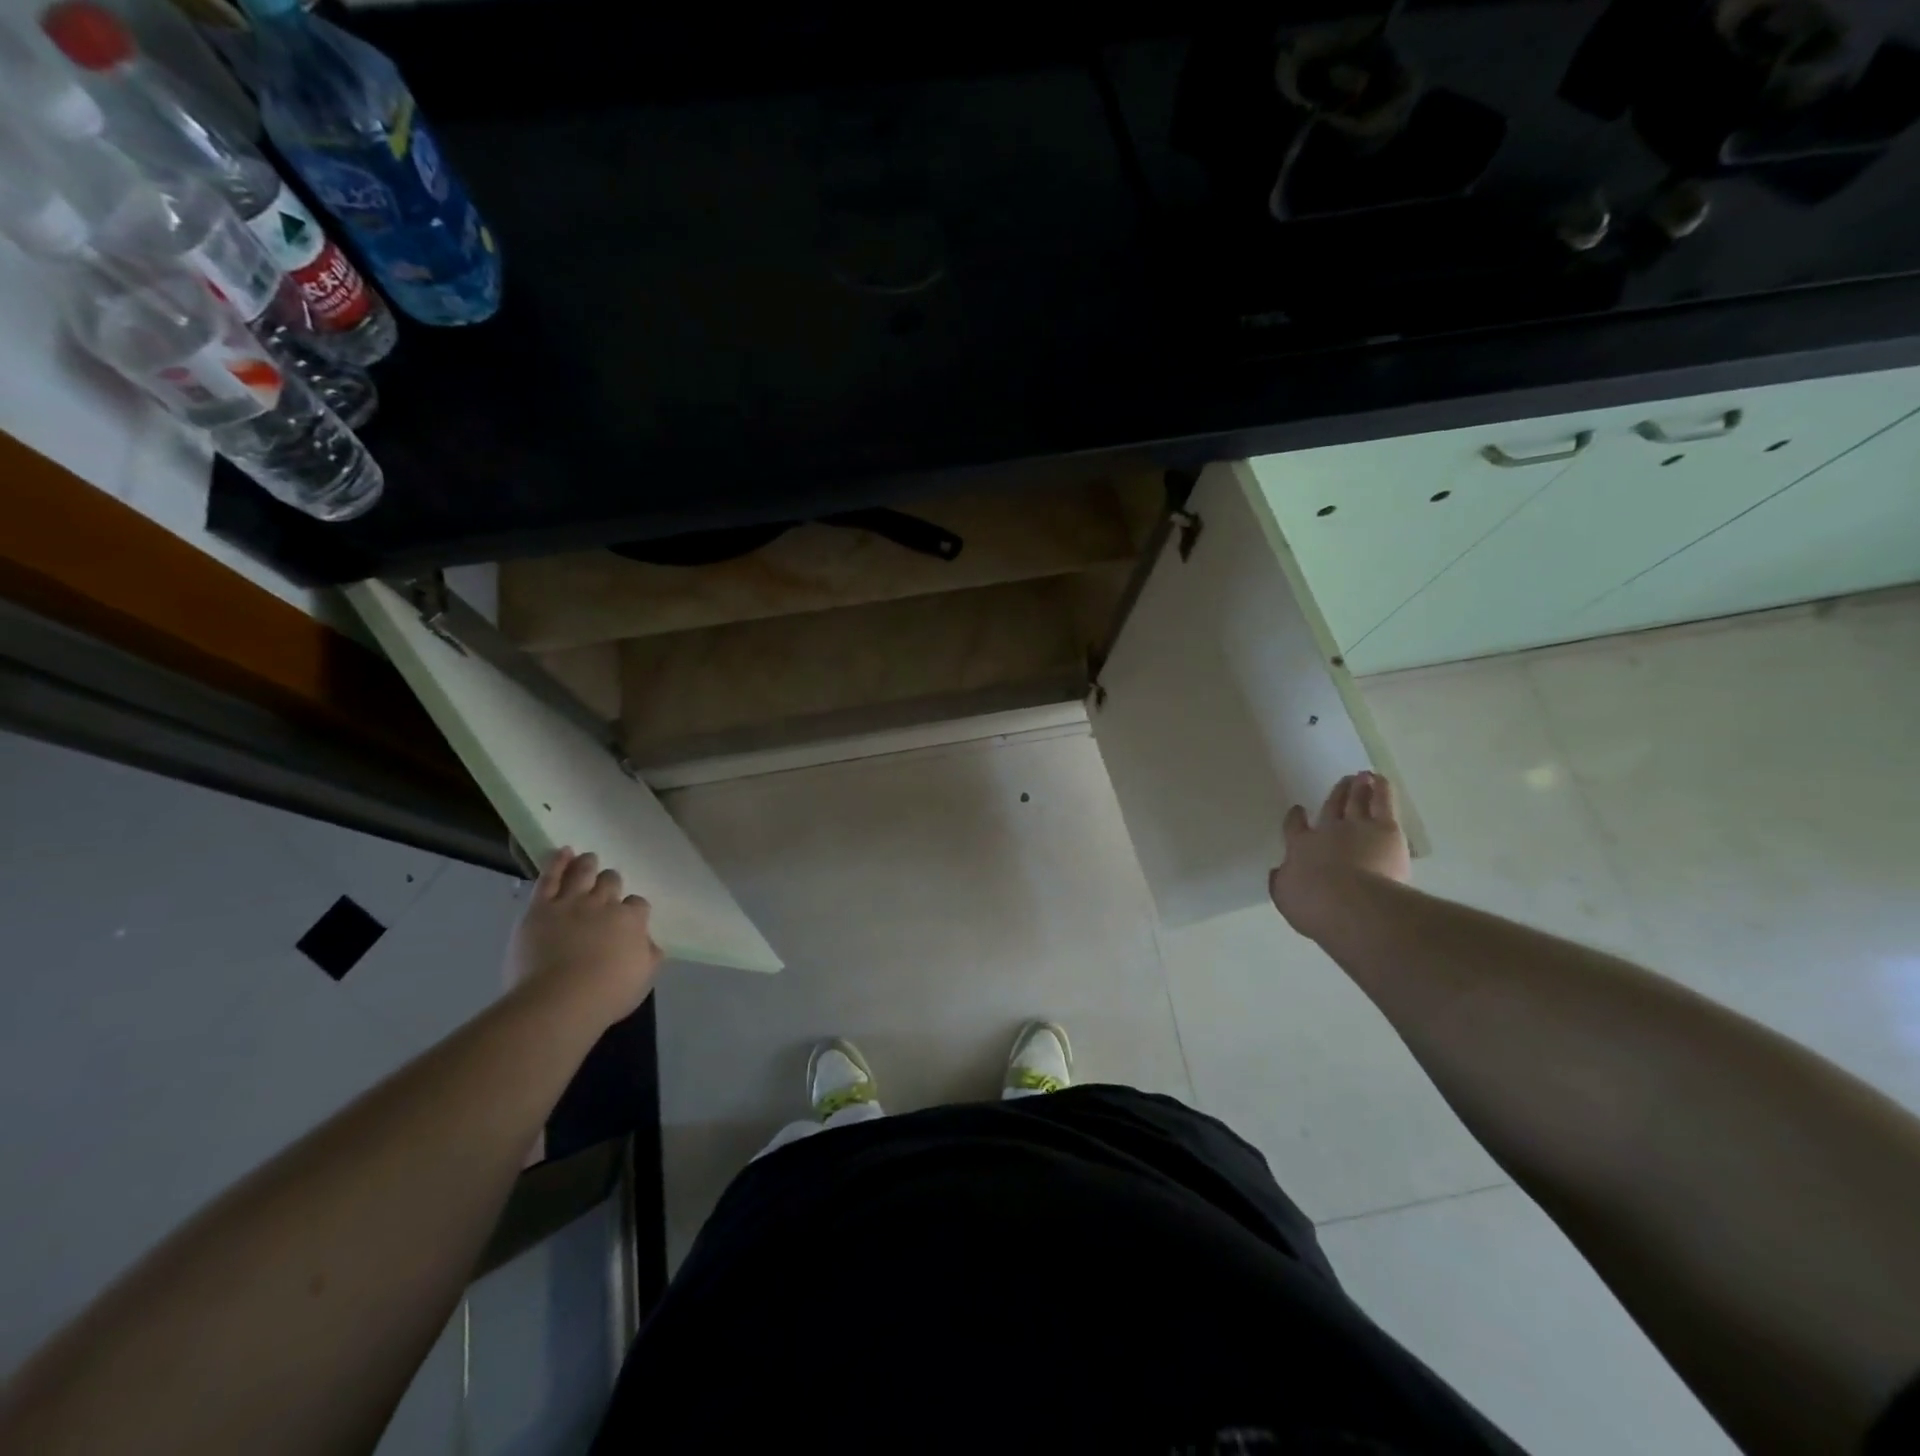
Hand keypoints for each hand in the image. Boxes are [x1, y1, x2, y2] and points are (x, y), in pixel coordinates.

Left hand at [507, 848, 663, 1027]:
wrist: (558, 1000)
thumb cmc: (605, 995)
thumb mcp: (643, 978)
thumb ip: (649, 955)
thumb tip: (649, 943)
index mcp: (631, 921)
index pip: (638, 904)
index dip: (633, 909)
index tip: (629, 917)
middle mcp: (604, 904)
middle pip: (611, 882)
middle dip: (611, 882)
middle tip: (607, 886)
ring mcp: (571, 902)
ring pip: (583, 873)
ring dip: (587, 864)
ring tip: (588, 859)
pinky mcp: (540, 908)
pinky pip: (550, 877)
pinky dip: (557, 861)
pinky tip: (563, 851)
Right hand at [1269, 771, 1411, 940]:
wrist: (1350, 902)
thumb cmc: (1314, 906)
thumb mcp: (1286, 898)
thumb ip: (1282, 883)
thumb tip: (1278, 872)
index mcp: (1301, 847)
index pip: (1296, 827)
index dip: (1296, 818)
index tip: (1298, 809)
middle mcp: (1327, 831)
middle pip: (1331, 808)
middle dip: (1335, 795)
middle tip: (1341, 782)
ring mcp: (1356, 826)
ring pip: (1357, 801)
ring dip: (1358, 788)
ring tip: (1361, 776)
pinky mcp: (1385, 828)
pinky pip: (1382, 802)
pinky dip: (1381, 789)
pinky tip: (1380, 780)